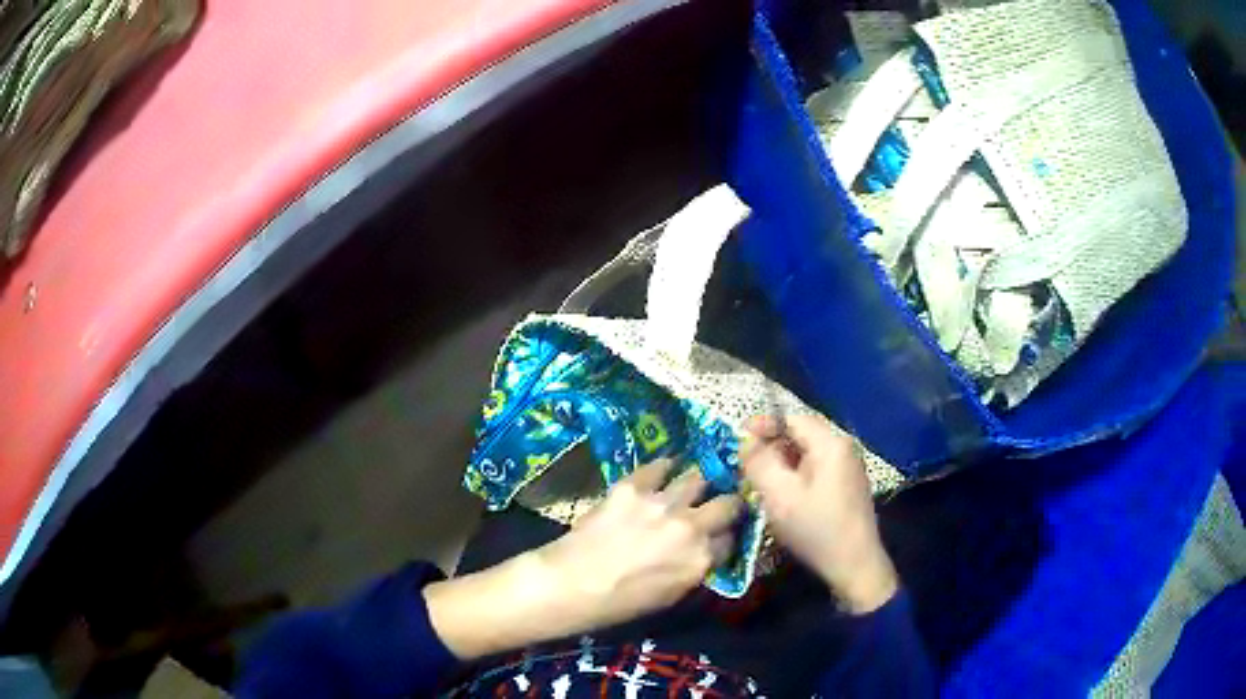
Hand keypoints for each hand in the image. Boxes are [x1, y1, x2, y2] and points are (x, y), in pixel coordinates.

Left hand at [425, 460, 741, 658]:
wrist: (568, 585)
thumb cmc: (618, 604)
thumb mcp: (670, 597)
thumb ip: (694, 569)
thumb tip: (703, 551)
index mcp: (701, 561)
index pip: (731, 539)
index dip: (726, 536)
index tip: (719, 534)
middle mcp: (691, 527)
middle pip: (727, 503)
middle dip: (725, 504)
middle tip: (714, 505)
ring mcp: (662, 503)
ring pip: (698, 478)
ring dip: (696, 484)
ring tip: (689, 485)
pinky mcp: (633, 486)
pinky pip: (660, 466)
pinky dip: (664, 468)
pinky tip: (662, 470)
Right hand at [742, 414, 897, 613]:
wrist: (854, 565)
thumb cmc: (816, 528)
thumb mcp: (779, 496)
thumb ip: (759, 463)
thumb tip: (745, 441)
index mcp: (831, 443)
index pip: (791, 418)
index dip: (761, 426)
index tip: (737, 443)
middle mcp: (843, 447)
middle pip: (800, 434)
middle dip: (770, 446)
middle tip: (745, 465)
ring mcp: (848, 466)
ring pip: (807, 452)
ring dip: (781, 461)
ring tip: (760, 481)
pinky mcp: (847, 484)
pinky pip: (816, 467)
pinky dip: (795, 474)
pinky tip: (783, 494)